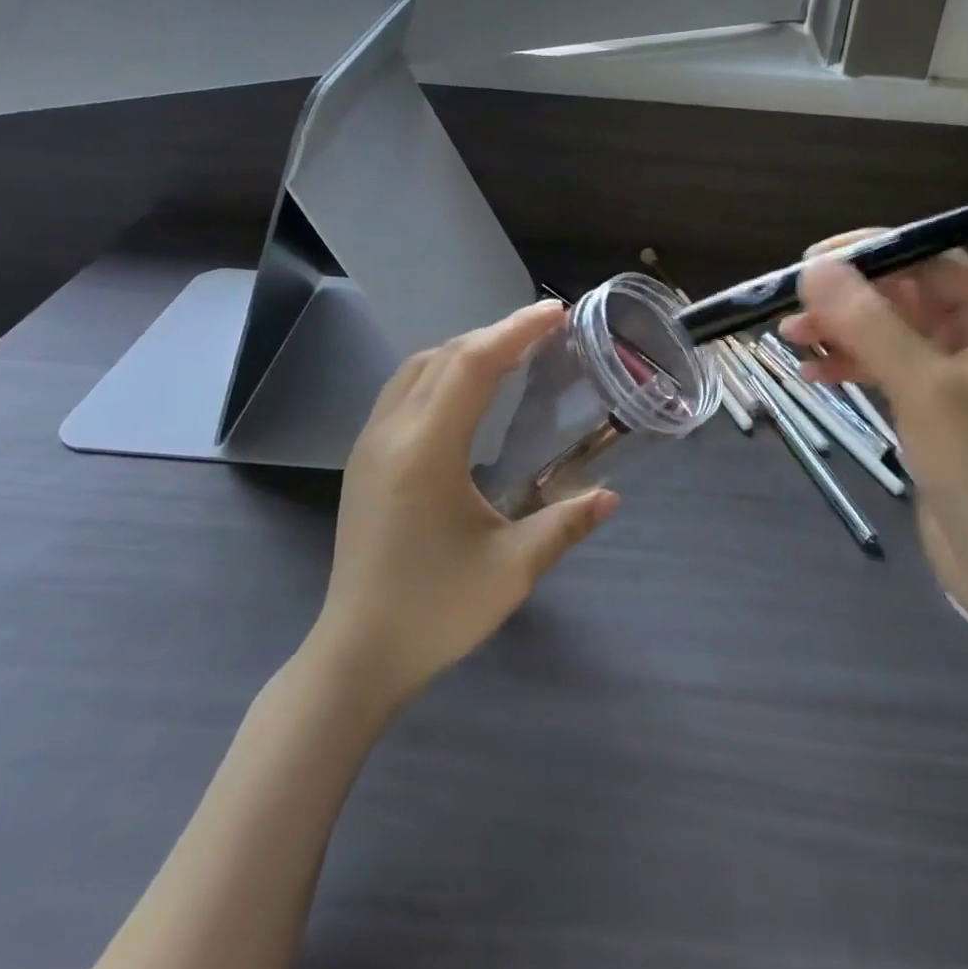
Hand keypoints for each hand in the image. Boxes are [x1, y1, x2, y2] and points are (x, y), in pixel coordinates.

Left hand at [312, 301, 619, 704]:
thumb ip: (565, 524)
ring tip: (509, 352)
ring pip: (417, 368)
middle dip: (495, 333)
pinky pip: (403, 390)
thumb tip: (611, 496)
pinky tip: (465, 392)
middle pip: (444, 356)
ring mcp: (369, 444)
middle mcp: (391, 433)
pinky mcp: (363, 461)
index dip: (515, 330)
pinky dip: (440, 371)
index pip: (472, 364)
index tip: (554, 313)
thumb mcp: (513, 569)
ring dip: (464, 349)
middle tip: (544, 329)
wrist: (356, 655)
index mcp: (426, 450)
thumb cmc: (436, 611)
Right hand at [780, 238, 967, 621]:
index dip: (870, 253)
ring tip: (788, 337)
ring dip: (841, 332)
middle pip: (903, 295)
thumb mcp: (923, 386)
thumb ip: (869, 323)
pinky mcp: (934, 412)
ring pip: (889, 334)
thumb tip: (816, 268)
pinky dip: (850, 367)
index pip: (927, 259)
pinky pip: (887, 371)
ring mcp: (955, 377)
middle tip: (791, 304)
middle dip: (847, 298)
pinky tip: (813, 374)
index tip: (813, 262)